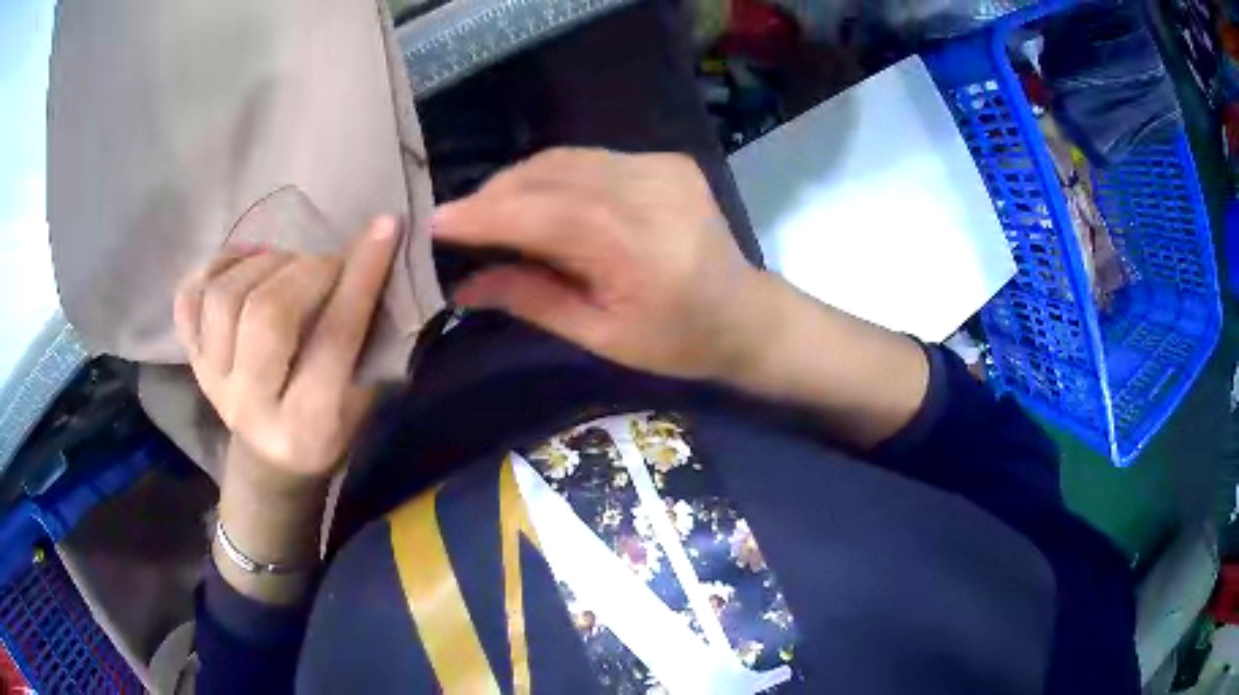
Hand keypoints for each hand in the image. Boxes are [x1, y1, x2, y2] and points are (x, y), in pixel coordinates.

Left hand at [174, 217, 398, 487]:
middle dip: (307, 270)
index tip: (384, 229)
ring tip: (288, 266)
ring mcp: (211, 380)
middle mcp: (249, 406)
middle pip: (266, 315)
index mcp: (305, 427)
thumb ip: (368, 337)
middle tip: (330, 264)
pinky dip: (218, 265)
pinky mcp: (191, 359)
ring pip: (224, 296)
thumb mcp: (363, 398)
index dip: (360, 279)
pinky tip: (247, 264)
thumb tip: (374, 253)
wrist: (269, 457)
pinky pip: (189, 296)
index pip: (332, 341)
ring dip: (265, 263)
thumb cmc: (329, 426)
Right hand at [433, 148, 762, 379]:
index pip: (545, 216)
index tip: (435, 221)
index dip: (485, 216)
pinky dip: (553, 175)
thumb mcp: (601, 336)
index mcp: (640, 250)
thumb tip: (463, 286)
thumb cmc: (677, 342)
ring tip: (488, 211)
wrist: (746, 314)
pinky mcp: (666, 160)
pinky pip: (590, 159)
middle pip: (551, 177)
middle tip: (455, 221)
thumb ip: (531, 300)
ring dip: (518, 182)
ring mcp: (662, 168)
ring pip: (566, 160)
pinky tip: (538, 199)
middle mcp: (652, 194)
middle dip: (493, 196)